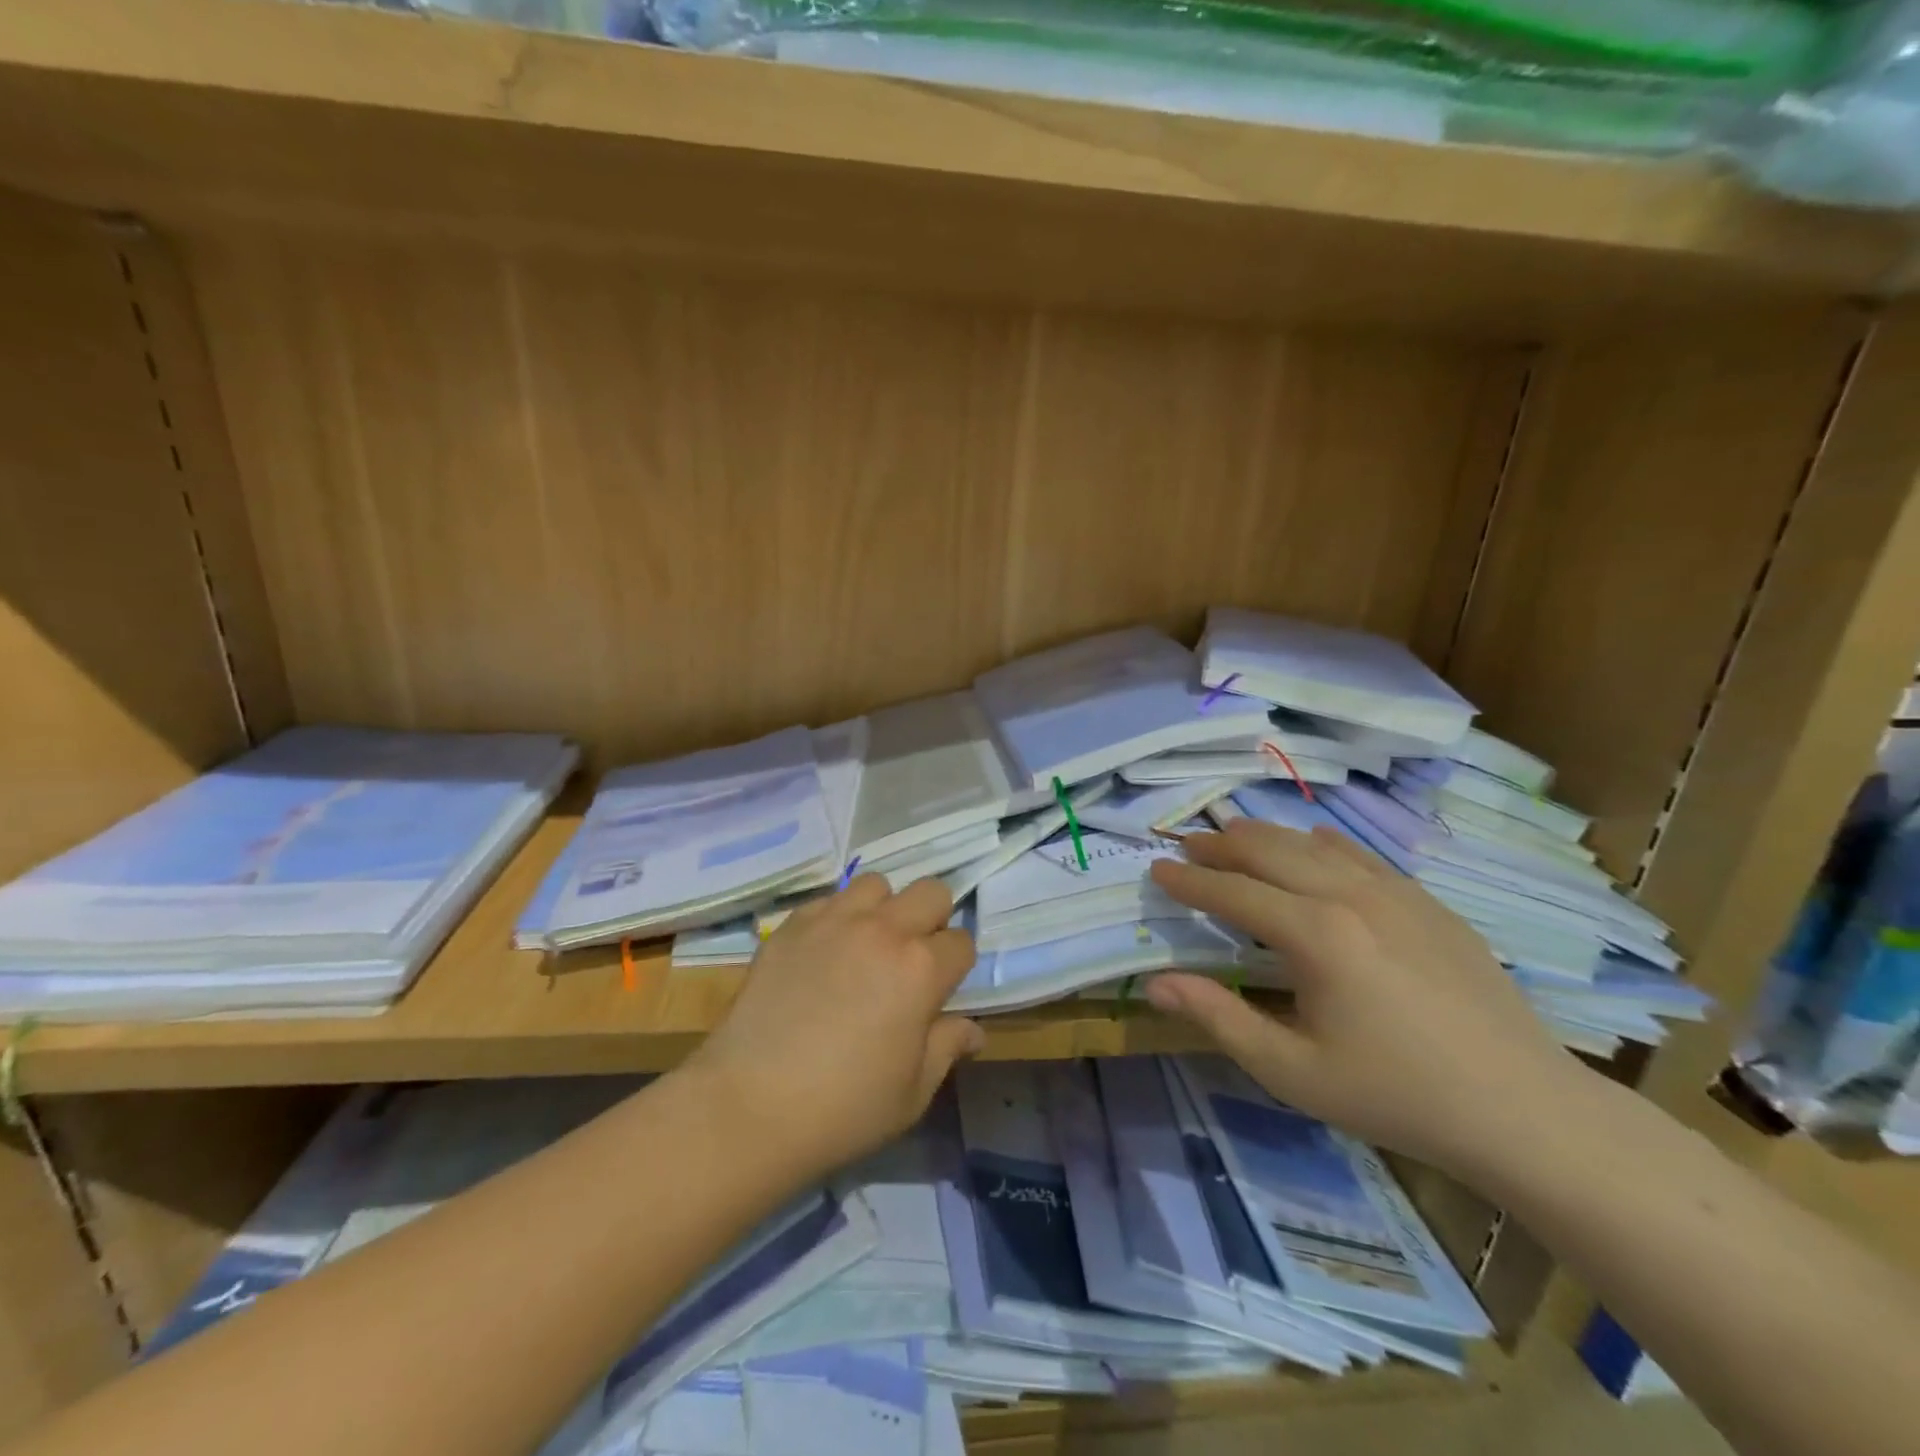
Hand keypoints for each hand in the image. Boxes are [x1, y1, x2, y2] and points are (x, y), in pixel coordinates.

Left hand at [686, 875, 983, 1181]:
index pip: (962, 942)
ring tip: (867, 945)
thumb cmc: (844, 1108)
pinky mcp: (791, 926)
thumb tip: (973, 1031)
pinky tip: (824, 954)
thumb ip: (947, 1048)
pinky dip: (837, 918)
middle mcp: (883, 930)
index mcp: (921, 969)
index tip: (941, 989)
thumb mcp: (912, 1091)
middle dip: (932, 919)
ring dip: (883, 909)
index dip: (956, 966)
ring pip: (877, 884)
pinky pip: (828, 900)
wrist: (749, 1105)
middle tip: (912, 958)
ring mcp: (834, 921)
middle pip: (930, 891)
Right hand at [1146, 820, 1583, 1180]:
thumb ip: (1218, 1018)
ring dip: (1266, 836)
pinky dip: (1322, 843)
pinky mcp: (1427, 902)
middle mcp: (1350, 896)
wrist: (1523, 1110)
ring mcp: (1395, 893)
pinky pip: (1361, 854)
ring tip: (1234, 835)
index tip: (1156, 869)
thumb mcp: (1292, 1070)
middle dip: (1220, 845)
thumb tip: (1155, 983)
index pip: (1232, 891)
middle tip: (1187, 846)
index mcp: (1315, 934)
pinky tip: (1313, 843)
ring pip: (1313, 844)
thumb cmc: (1395, 1094)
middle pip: (1269, 851)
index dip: (1189, 880)